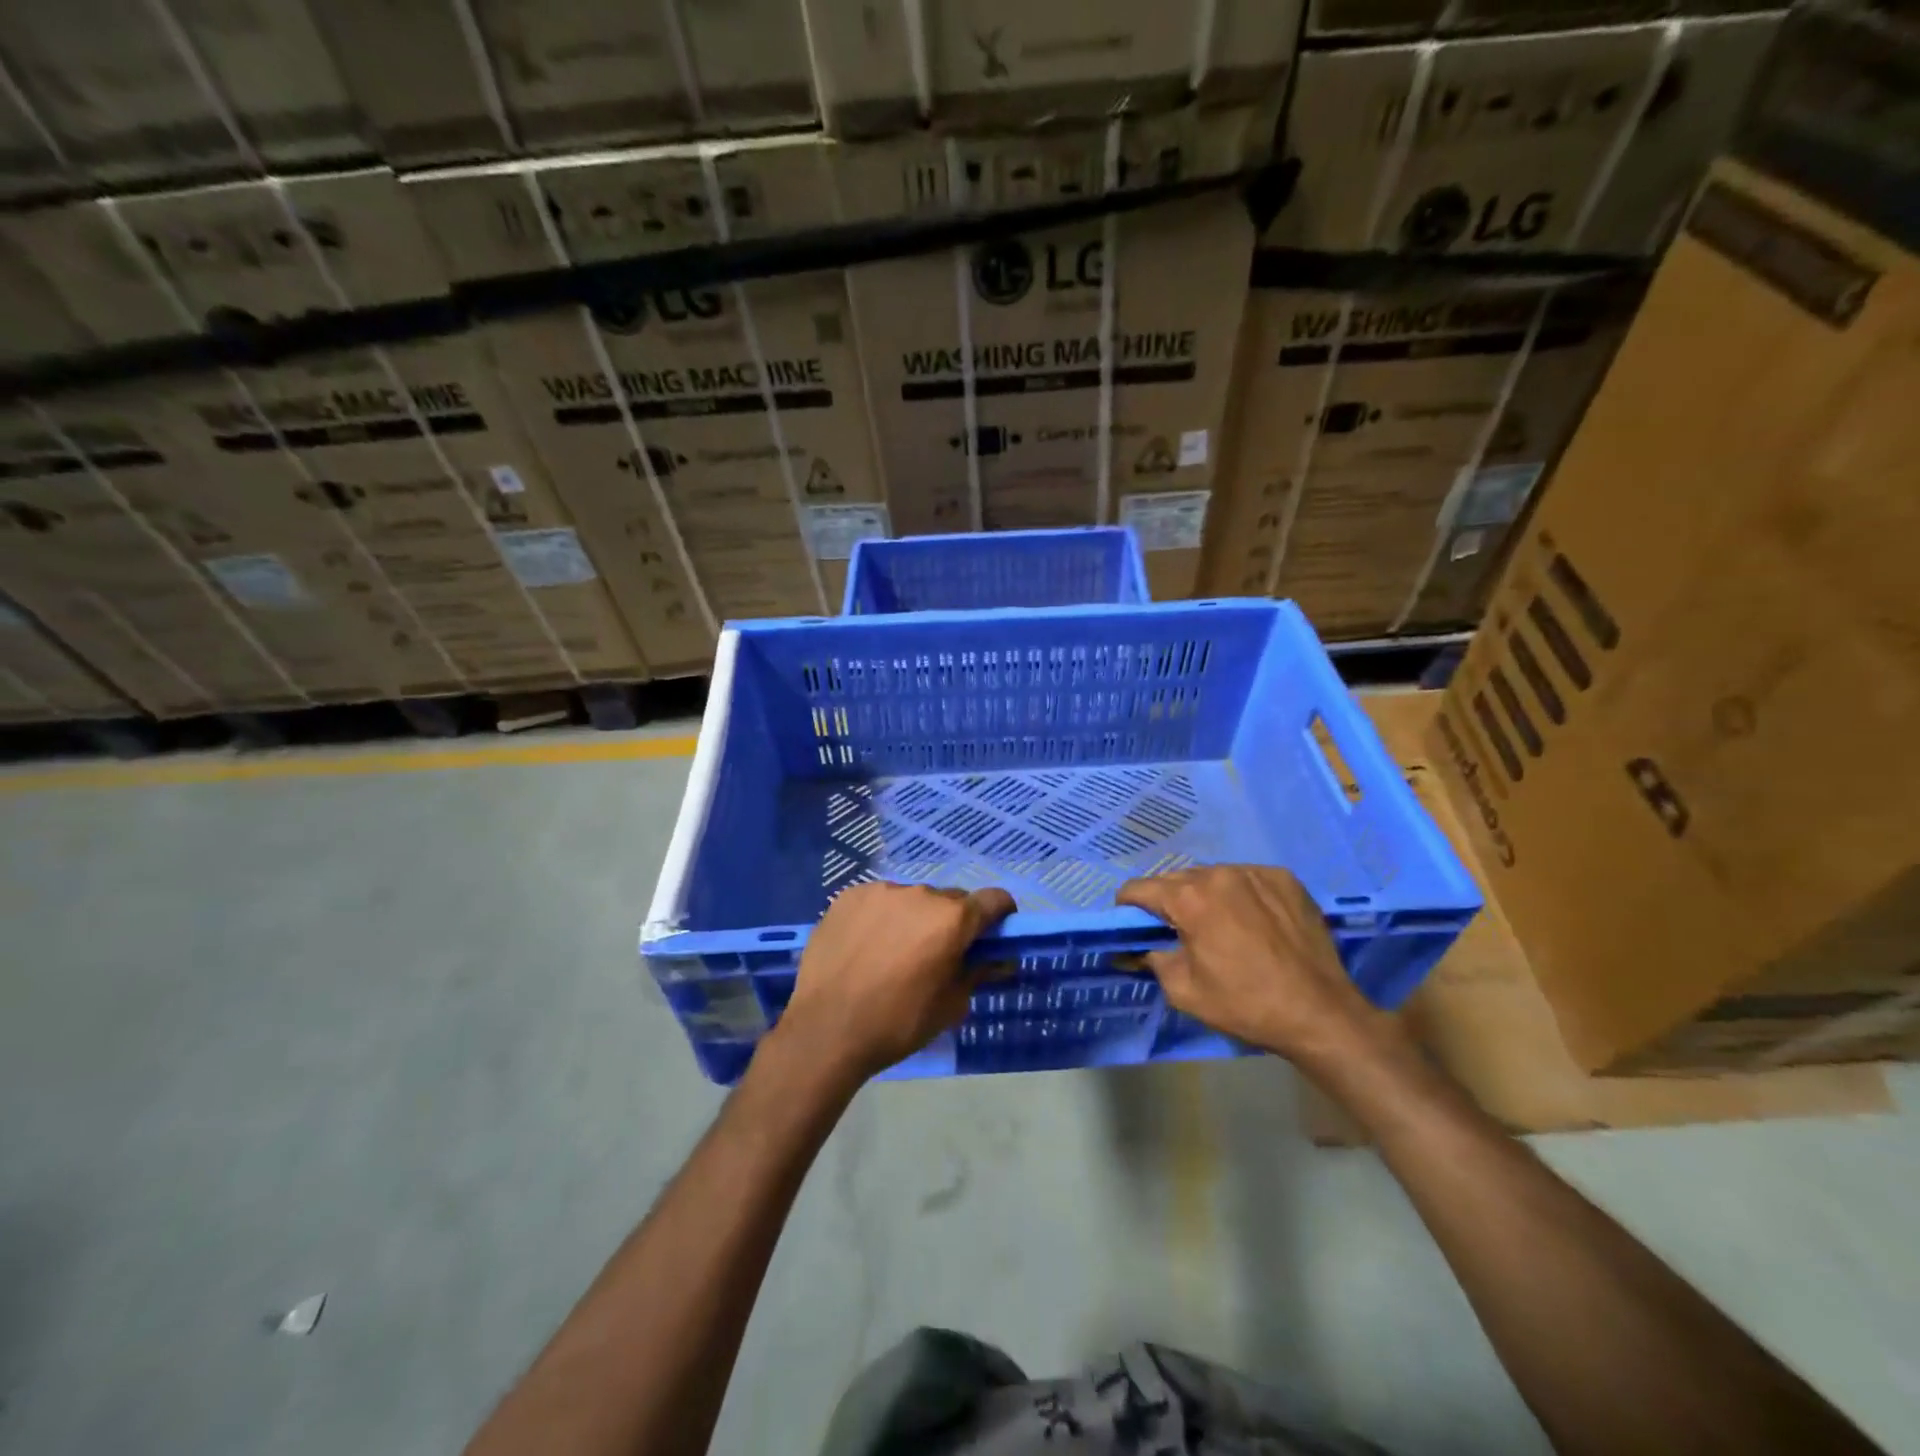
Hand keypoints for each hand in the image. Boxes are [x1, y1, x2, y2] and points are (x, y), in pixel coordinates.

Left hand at [773, 882, 1015, 1083]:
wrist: (826, 1030)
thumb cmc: (898, 1023)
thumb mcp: (951, 1005)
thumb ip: (978, 973)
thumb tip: (1000, 959)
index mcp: (952, 919)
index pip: (994, 900)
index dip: (1000, 916)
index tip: (992, 936)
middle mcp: (920, 894)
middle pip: (951, 900)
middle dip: (953, 922)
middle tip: (938, 954)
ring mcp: (881, 891)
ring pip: (912, 899)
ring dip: (914, 919)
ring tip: (894, 953)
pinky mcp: (849, 897)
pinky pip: (878, 901)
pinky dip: (881, 918)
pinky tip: (865, 947)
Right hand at [1116, 865, 1384, 1069]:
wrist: (1320, 1013)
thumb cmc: (1245, 1005)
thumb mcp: (1184, 991)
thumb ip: (1151, 960)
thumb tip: (1134, 949)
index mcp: (1189, 898)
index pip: (1139, 888)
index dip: (1128, 907)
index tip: (1132, 926)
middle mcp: (1219, 874)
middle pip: (1175, 879)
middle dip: (1168, 902)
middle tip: (1177, 932)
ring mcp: (1254, 872)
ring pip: (1212, 876)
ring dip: (1204, 895)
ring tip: (1219, 926)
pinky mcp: (1284, 878)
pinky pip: (1245, 878)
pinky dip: (1239, 894)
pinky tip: (1251, 921)